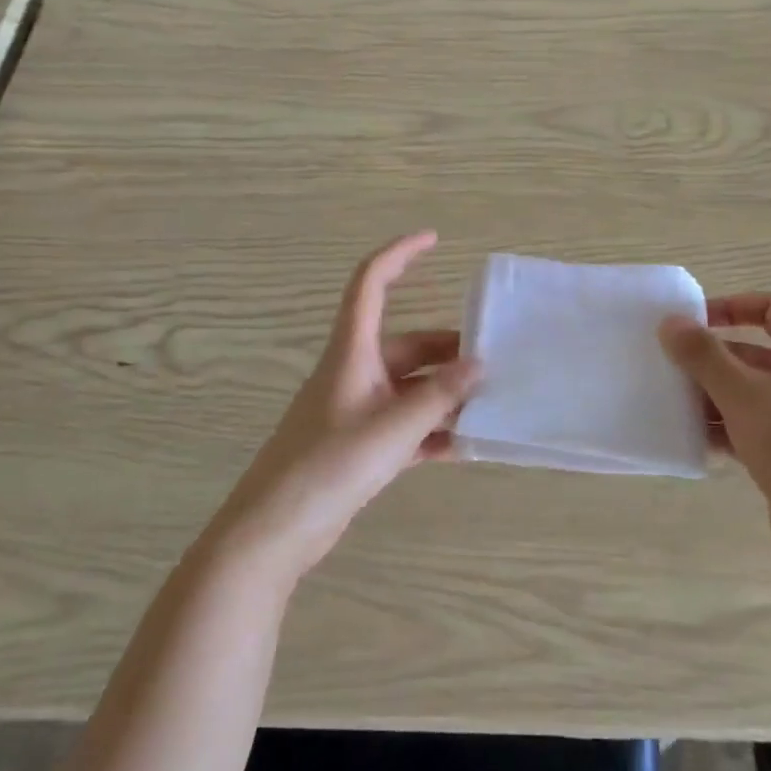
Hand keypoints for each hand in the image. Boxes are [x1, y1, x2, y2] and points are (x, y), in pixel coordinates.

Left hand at [211, 232, 478, 581]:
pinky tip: (466, 445)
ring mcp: (358, 410)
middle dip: (450, 350)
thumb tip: (480, 366)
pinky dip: (434, 431)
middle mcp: (356, 372)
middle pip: (407, 345)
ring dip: (446, 395)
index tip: (434, 239)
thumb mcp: (393, 427)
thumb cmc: (329, 465)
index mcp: (352, 351)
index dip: (399, 254)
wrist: (275, 530)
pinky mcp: (362, 446)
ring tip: (490, 405)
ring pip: (411, 389)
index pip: (371, 284)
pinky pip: (407, 427)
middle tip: (495, 361)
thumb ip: (439, 396)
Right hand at [659, 294, 770, 550]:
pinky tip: (694, 439)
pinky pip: (755, 425)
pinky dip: (726, 427)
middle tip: (670, 367)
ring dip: (713, 395)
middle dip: (712, 360)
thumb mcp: (742, 394)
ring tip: (673, 403)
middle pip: (756, 353)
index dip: (732, 308)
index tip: (692, 322)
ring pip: (752, 392)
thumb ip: (702, 355)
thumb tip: (670, 321)